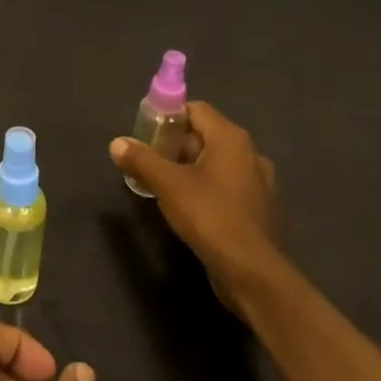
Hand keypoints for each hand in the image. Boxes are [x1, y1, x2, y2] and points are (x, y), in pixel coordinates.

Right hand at [109, 101, 280, 309]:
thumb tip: (117, 143)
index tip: (148, 134)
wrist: (252, 272)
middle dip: (178, 146)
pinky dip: (211, 191)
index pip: (197, 109)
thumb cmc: (209, 215)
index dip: (170, 117)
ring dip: (194, 170)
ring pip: (219, 165)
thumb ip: (141, 159)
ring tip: (168, 188)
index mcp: (231, 139)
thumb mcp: (167, 184)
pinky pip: (230, 189)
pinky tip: (194, 211)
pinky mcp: (262, 211)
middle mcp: (252, 154)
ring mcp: (261, 184)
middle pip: (207, 136)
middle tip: (153, 163)